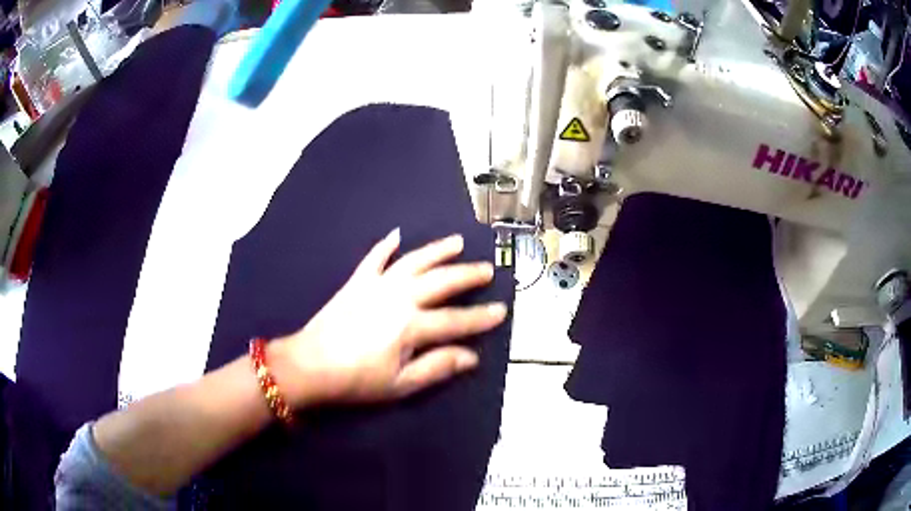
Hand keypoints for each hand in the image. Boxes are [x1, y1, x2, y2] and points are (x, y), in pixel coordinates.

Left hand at [270, 228, 507, 406]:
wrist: (309, 365)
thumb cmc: (356, 380)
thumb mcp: (400, 384)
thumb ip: (437, 367)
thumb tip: (471, 357)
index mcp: (411, 326)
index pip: (455, 320)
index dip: (481, 317)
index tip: (502, 310)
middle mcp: (399, 298)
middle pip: (441, 282)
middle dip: (467, 275)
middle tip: (487, 269)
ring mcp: (377, 286)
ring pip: (414, 262)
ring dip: (437, 250)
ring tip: (457, 242)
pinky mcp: (357, 282)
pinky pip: (374, 258)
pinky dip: (385, 245)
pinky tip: (396, 234)